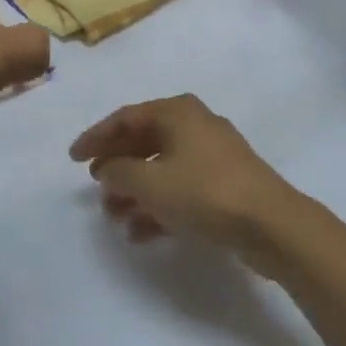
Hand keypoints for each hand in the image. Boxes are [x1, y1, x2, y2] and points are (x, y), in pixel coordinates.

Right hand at [70, 95, 303, 273]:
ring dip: (136, 191)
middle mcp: (195, 125)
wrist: (272, 224)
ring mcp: (213, 155)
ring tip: (114, 216)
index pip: (126, 118)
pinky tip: (140, 233)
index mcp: (177, 112)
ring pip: (163, 168)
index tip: (73, 158)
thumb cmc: (204, 192)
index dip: (96, 137)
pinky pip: (181, 188)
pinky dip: (159, 206)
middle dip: (117, 167)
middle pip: (145, 141)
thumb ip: (118, 172)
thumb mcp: (150, 183)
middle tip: (95, 188)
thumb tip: (106, 167)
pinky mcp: (225, 184)